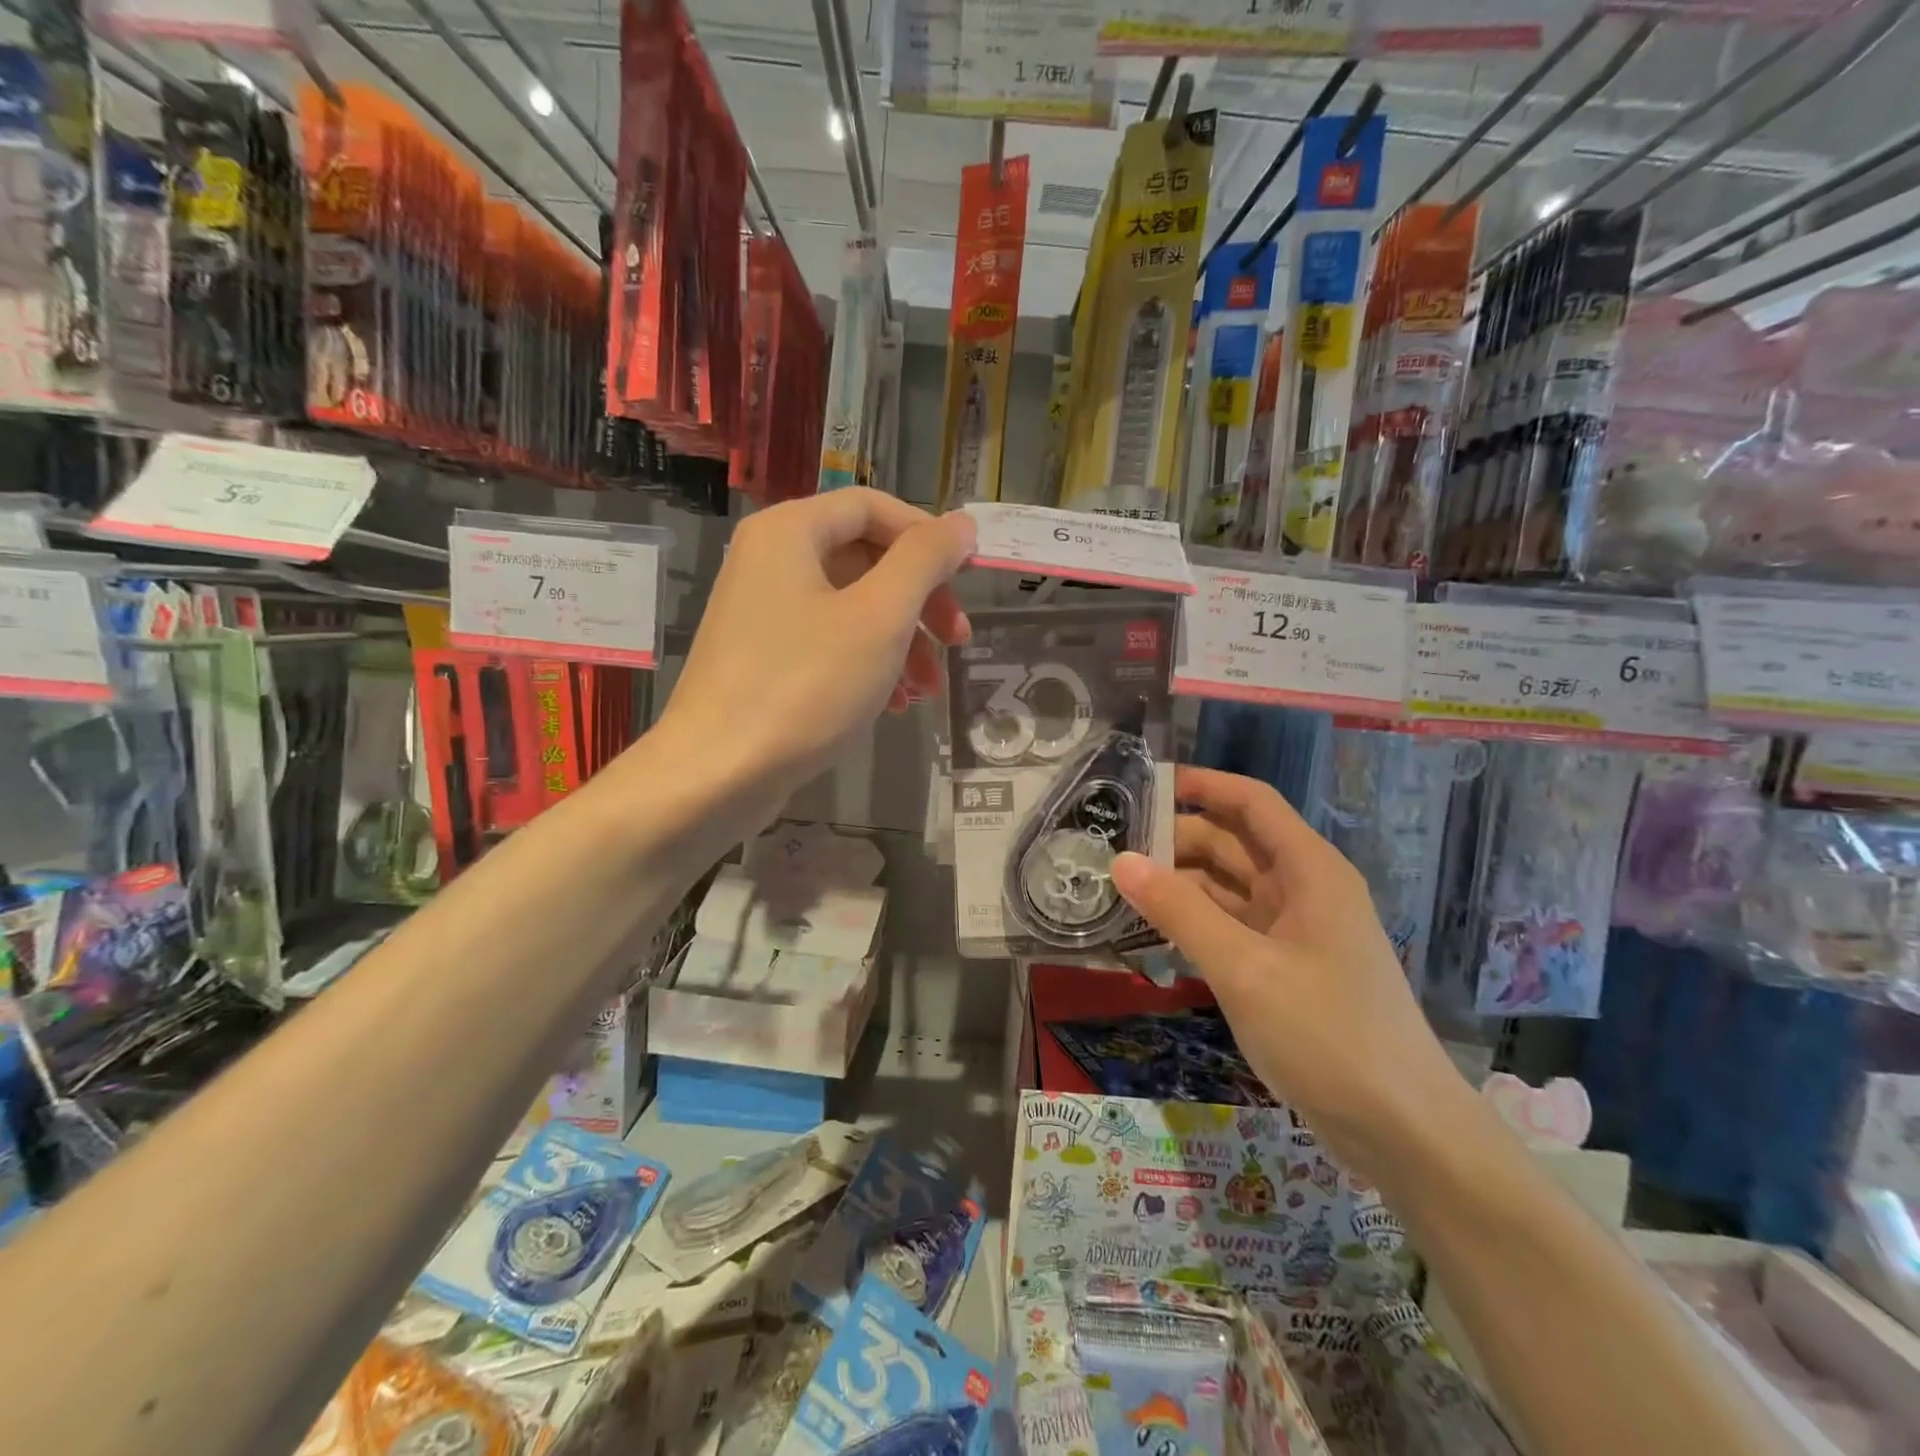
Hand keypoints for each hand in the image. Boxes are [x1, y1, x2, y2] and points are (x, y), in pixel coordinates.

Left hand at [659, 489, 974, 801]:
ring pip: (851, 608)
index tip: (969, 576)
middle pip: (865, 560)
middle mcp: (770, 561)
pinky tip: (892, 705)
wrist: (716, 774)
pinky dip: (867, 666)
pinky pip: (828, 645)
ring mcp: (762, 614)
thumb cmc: (805, 686)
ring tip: (927, 689)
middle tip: (957, 641)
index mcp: (790, 532)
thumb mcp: (880, 617)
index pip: (872, 508)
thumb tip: (961, 525)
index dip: (927, 536)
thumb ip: (924, 561)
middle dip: (920, 601)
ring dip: (901, 642)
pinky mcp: (763, 661)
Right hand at [1111, 766, 1468, 1176]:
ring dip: (1179, 885)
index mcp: (1309, 870)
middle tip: (1110, 848)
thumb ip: (1179, 911)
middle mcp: (1303, 890)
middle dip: (1177, 840)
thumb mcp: (1244, 968)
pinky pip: (1230, 928)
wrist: (1402, 1132)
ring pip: (1228, 888)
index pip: (1252, 802)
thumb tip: (1120, 860)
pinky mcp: (1285, 969)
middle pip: (1234, 843)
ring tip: (1118, 888)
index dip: (1202, 785)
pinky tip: (1151, 933)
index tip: (1144, 785)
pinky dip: (1193, 924)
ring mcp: (1294, 932)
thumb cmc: (1327, 1034)